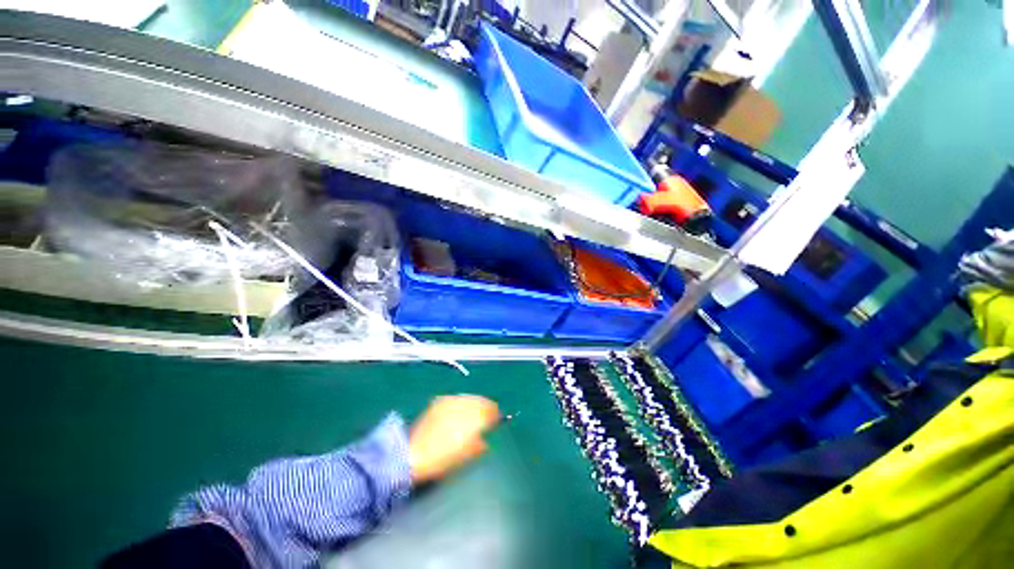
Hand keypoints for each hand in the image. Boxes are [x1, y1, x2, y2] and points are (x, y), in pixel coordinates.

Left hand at [408, 395, 500, 483]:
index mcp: (473, 419)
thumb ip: (479, 446)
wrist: (413, 454)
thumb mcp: (465, 457)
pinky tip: (458, 411)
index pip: (490, 410)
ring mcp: (451, 401)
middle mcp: (464, 405)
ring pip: (469, 397)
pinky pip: (456, 398)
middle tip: (487, 415)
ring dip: (474, 403)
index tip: (496, 420)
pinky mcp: (440, 401)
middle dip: (486, 407)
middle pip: (481, 401)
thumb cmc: (442, 459)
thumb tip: (485, 442)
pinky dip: (461, 403)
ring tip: (473, 412)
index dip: (495, 415)